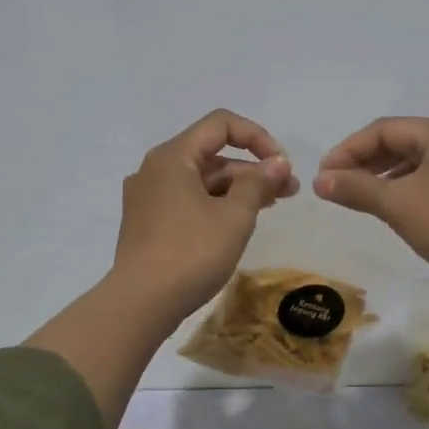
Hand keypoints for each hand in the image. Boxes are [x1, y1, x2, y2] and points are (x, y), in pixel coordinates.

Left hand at [112, 109, 298, 319]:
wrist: (141, 303)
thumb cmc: (191, 253)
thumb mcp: (234, 217)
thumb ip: (258, 184)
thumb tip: (278, 163)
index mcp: (172, 157)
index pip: (221, 124)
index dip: (257, 137)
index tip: (281, 166)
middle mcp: (155, 168)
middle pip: (211, 153)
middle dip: (252, 169)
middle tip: (288, 192)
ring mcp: (147, 196)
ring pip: (200, 180)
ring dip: (237, 188)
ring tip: (270, 207)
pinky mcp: (146, 222)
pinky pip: (187, 200)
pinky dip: (214, 204)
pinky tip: (236, 223)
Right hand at [312, 116, 428, 285]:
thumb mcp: (396, 204)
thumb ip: (355, 188)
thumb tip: (319, 181)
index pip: (385, 130)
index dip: (349, 149)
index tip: (325, 174)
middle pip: (405, 142)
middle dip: (367, 162)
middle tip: (338, 184)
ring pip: (422, 162)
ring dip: (388, 176)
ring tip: (362, 196)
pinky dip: (412, 187)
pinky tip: (398, 207)